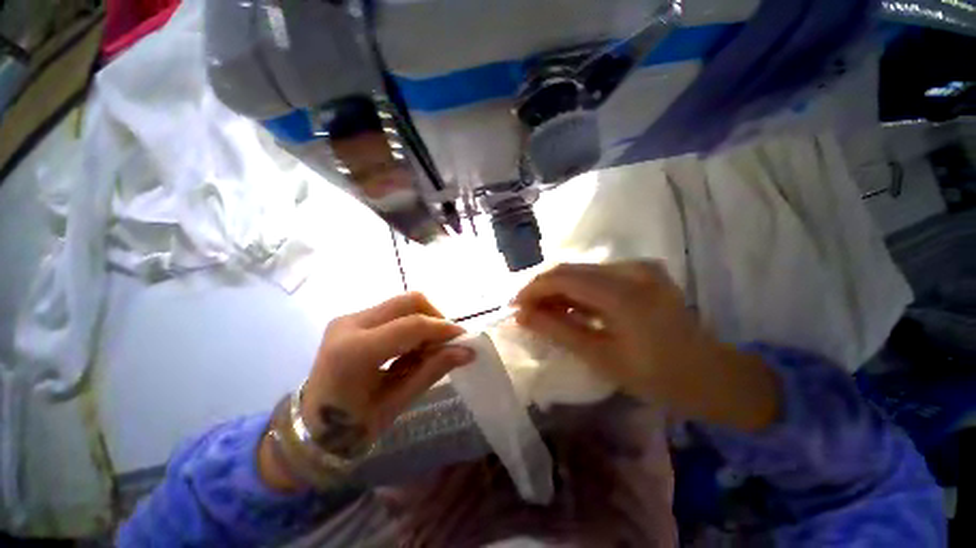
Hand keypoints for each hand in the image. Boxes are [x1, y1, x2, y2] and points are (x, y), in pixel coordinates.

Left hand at [260, 293, 472, 490]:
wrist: (312, 426)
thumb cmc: (352, 426)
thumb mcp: (397, 402)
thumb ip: (432, 370)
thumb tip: (466, 352)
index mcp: (354, 352)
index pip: (411, 326)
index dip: (443, 329)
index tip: (464, 338)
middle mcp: (349, 324)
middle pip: (408, 301)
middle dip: (435, 317)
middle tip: (446, 342)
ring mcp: (348, 318)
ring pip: (402, 303)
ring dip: (424, 320)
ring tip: (428, 348)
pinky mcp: (352, 318)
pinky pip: (393, 311)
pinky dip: (411, 323)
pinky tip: (412, 346)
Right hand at [512, 261, 778, 430]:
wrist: (713, 375)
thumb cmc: (658, 376)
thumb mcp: (600, 357)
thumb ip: (557, 330)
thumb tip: (521, 315)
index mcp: (624, 293)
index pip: (562, 277)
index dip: (532, 289)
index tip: (513, 305)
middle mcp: (632, 269)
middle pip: (570, 269)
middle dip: (542, 288)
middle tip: (524, 310)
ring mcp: (640, 266)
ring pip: (582, 271)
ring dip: (558, 289)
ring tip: (543, 311)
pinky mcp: (642, 270)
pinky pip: (597, 275)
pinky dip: (577, 289)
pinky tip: (569, 307)